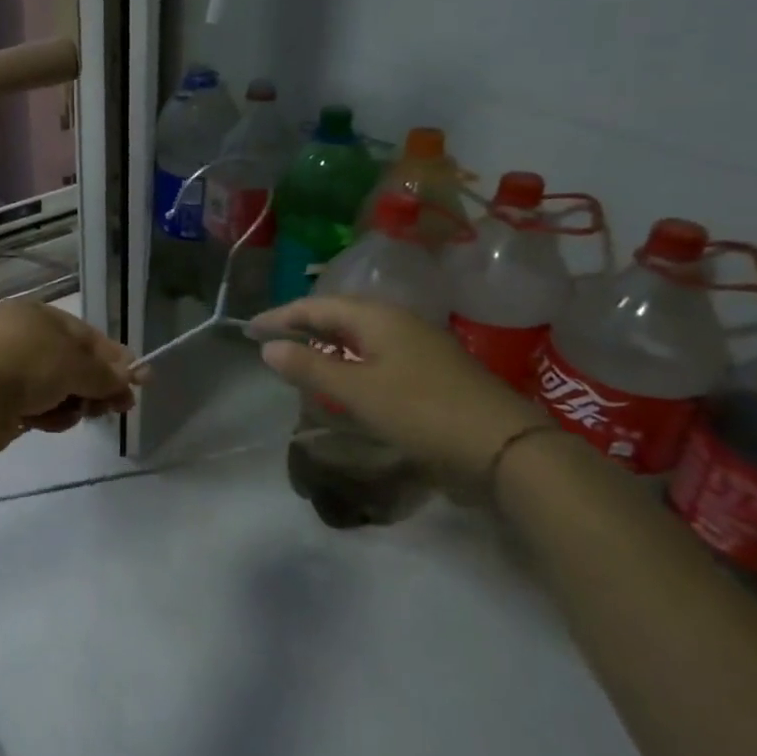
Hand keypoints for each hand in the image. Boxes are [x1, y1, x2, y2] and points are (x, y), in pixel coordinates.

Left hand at [0, 301, 145, 434]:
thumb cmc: (26, 363)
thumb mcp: (76, 364)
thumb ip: (105, 373)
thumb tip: (129, 378)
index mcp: (39, 316)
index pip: (87, 336)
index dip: (115, 359)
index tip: (140, 382)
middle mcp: (22, 337)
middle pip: (72, 364)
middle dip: (96, 386)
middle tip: (119, 408)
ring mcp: (7, 369)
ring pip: (55, 389)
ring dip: (72, 403)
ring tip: (77, 413)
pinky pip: (35, 407)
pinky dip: (47, 415)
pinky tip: (47, 423)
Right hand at [249, 296, 547, 484]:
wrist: (506, 448)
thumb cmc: (422, 412)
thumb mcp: (357, 391)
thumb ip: (310, 367)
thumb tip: (268, 348)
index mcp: (378, 318)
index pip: (316, 306)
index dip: (280, 317)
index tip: (249, 330)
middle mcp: (398, 322)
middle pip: (339, 314)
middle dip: (302, 324)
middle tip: (271, 340)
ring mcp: (419, 345)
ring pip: (360, 334)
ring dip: (326, 341)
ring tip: (300, 355)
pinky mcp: (432, 370)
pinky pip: (377, 352)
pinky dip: (349, 358)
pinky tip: (344, 377)